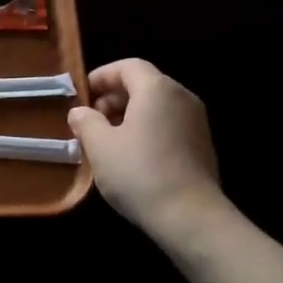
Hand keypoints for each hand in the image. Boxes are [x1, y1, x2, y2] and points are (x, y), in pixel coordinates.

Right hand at [68, 59, 225, 238]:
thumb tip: (80, 112)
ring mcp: (196, 122)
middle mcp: (182, 97)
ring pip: (156, 107)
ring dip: (129, 116)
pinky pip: (168, 125)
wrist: (190, 217)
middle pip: (144, 84)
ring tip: (107, 142)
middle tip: (91, 121)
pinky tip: (132, 157)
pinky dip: (147, 130)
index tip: (81, 96)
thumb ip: (86, 122)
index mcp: (157, 89)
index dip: (101, 76)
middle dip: (113, 97)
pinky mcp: (202, 146)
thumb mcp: (100, 146)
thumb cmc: (139, 173)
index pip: (128, 66)